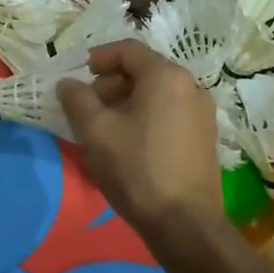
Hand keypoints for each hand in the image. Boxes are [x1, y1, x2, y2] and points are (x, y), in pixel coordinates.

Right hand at [57, 41, 220, 227]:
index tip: (78, 76)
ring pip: (157, 94)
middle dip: (110, 84)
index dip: (98, 58)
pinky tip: (129, 144)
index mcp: (166, 76)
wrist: (184, 223)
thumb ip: (77, 99)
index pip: (128, 50)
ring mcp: (203, 113)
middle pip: (144, 71)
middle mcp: (191, 86)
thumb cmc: (136, 169)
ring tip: (104, 129)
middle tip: (87, 108)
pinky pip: (170, 113)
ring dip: (127, 103)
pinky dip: (146, 117)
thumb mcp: (95, 131)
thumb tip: (68, 83)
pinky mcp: (205, 138)